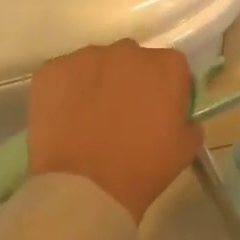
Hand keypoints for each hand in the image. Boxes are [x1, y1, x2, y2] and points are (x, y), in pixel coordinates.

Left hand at [26, 41, 199, 221]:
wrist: (85, 189)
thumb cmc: (143, 167)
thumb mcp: (185, 147)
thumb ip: (187, 121)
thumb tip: (177, 116)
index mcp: (167, 65)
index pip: (171, 67)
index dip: (165, 89)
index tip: (157, 111)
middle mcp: (128, 51)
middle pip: (132, 60)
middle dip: (130, 81)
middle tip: (123, 114)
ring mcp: (86, 57)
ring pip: (96, 64)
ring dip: (97, 83)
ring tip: (89, 118)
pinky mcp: (51, 70)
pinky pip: (63, 75)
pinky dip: (65, 91)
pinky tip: (66, 119)